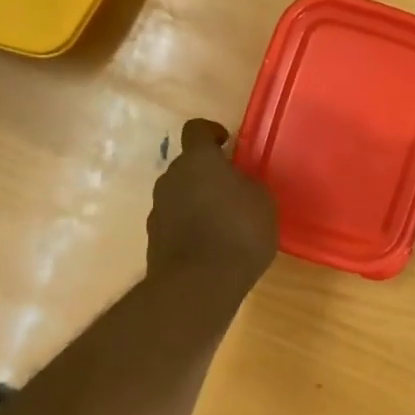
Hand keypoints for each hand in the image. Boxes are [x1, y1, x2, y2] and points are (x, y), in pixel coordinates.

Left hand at [147, 119, 278, 296]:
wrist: (198, 285)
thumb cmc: (238, 232)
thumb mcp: (261, 202)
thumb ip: (246, 184)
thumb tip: (237, 184)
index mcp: (197, 160)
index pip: (196, 129)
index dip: (211, 133)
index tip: (226, 144)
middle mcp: (170, 178)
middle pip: (187, 166)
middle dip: (207, 174)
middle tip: (232, 191)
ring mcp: (157, 209)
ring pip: (179, 195)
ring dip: (196, 202)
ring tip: (223, 225)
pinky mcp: (153, 240)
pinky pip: (174, 222)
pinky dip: (189, 228)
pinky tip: (210, 248)